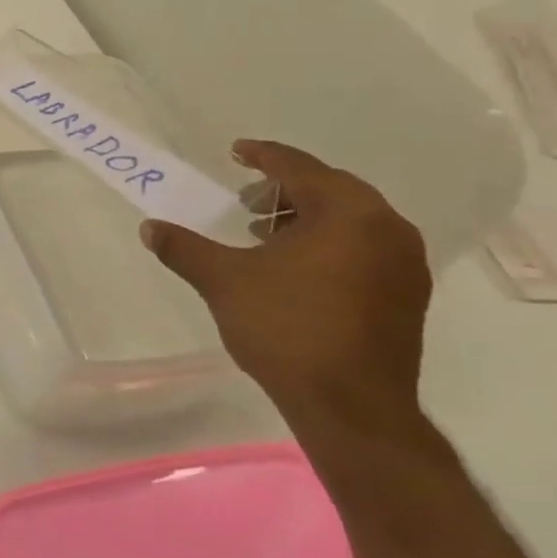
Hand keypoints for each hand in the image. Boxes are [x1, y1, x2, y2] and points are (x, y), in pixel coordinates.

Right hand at [140, 140, 431, 439]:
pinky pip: (363, 247)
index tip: (235, 152)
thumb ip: (184, 248)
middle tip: (245, 199)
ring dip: (305, 217)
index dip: (263, 156)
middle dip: (284, 188)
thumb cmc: (287, 328)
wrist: (352, 406)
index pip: (299, 168)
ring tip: (262, 233)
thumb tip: (150, 228)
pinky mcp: (407, 295)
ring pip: (350, 220)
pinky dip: (327, 242)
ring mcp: (404, 264)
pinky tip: (293, 265)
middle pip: (331, 189)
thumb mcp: (223, 280)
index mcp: (348, 213)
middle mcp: (387, 229)